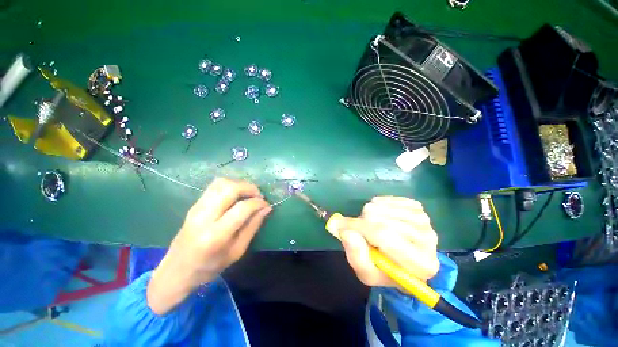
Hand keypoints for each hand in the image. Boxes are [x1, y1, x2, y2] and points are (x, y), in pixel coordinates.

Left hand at [147, 178, 270, 314]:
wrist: (177, 269)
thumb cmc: (210, 266)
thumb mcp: (237, 251)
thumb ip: (253, 227)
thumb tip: (266, 208)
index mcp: (215, 235)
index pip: (242, 208)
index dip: (258, 203)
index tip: (267, 204)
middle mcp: (204, 217)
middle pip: (230, 188)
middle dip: (249, 188)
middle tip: (259, 195)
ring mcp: (196, 208)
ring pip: (221, 183)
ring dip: (240, 184)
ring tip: (249, 193)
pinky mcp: (195, 204)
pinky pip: (215, 186)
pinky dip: (230, 185)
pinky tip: (237, 194)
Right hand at [335, 196, 439, 287]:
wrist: (404, 261)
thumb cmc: (385, 270)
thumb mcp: (367, 273)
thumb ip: (356, 256)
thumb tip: (346, 231)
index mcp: (421, 265)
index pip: (384, 236)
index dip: (358, 228)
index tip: (339, 225)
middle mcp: (428, 239)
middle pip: (382, 219)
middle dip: (362, 223)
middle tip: (359, 232)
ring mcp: (423, 219)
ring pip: (382, 207)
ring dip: (369, 214)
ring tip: (371, 226)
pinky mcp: (417, 207)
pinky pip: (387, 199)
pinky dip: (376, 205)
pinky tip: (379, 216)